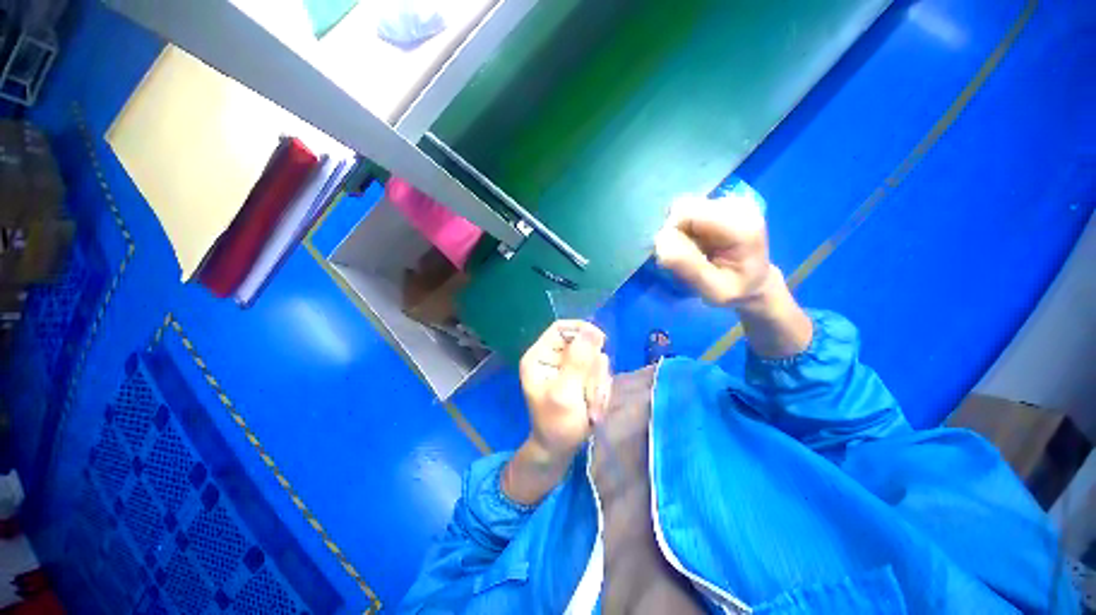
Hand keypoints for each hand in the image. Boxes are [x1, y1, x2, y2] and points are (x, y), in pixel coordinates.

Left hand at [518, 320, 611, 460]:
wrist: (560, 450)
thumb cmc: (557, 424)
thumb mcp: (566, 392)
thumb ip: (578, 361)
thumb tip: (592, 330)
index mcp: (540, 356)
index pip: (561, 328)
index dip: (582, 330)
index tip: (601, 342)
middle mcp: (553, 358)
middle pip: (583, 345)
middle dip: (593, 370)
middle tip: (592, 394)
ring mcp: (568, 368)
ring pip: (594, 360)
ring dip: (598, 383)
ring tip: (592, 405)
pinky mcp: (580, 378)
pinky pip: (599, 374)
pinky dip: (600, 390)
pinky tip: (594, 408)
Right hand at [654, 194, 773, 305]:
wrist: (754, 284)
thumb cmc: (734, 290)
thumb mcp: (713, 290)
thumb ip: (688, 266)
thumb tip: (660, 240)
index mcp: (740, 225)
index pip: (686, 212)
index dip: (672, 233)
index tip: (676, 257)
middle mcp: (737, 205)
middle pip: (682, 208)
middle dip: (675, 233)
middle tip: (686, 256)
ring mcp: (729, 201)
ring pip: (682, 210)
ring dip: (679, 233)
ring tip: (693, 251)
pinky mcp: (720, 204)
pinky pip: (687, 212)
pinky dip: (685, 229)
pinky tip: (697, 243)